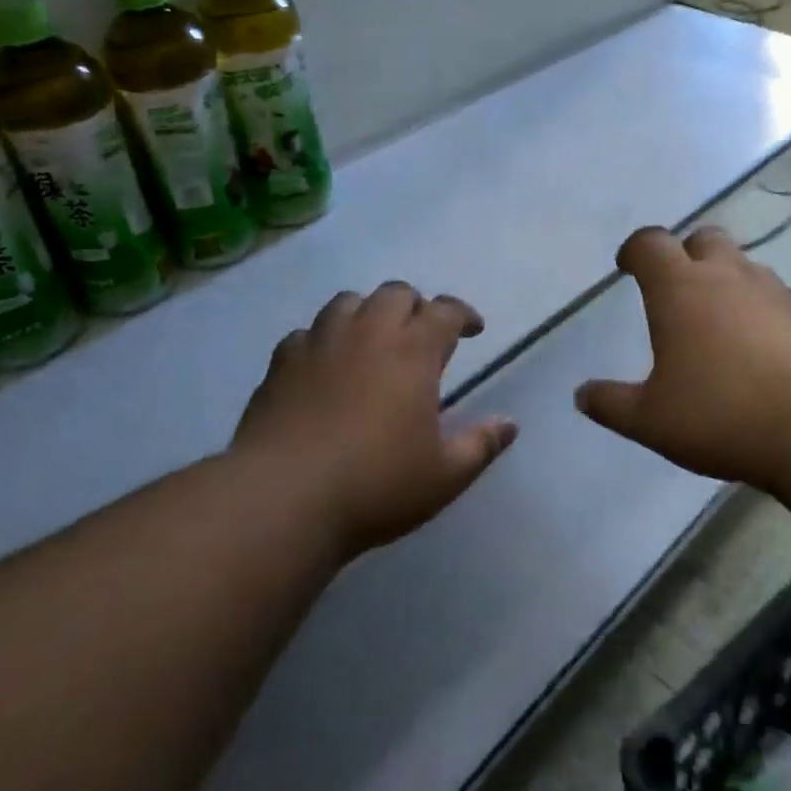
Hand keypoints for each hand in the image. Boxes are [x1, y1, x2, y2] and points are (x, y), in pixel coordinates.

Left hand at [230, 282, 518, 558]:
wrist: (283, 497)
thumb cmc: (376, 485)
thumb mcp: (444, 475)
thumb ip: (480, 444)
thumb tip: (510, 424)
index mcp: (413, 351)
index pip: (445, 311)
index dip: (463, 314)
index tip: (472, 330)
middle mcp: (367, 333)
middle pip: (395, 293)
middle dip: (415, 306)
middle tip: (420, 335)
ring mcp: (320, 343)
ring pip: (347, 302)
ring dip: (367, 312)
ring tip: (372, 340)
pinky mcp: (281, 362)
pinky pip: (306, 333)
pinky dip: (323, 339)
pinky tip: (323, 365)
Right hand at [575, 226, 790, 491]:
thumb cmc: (724, 414)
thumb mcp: (652, 420)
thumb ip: (612, 404)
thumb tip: (582, 395)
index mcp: (681, 289)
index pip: (651, 243)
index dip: (635, 250)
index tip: (627, 266)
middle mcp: (730, 277)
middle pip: (705, 239)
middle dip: (687, 254)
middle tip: (678, 289)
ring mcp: (779, 294)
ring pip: (746, 269)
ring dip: (729, 284)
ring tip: (721, 327)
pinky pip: (781, 303)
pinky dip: (765, 316)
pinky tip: (766, 357)